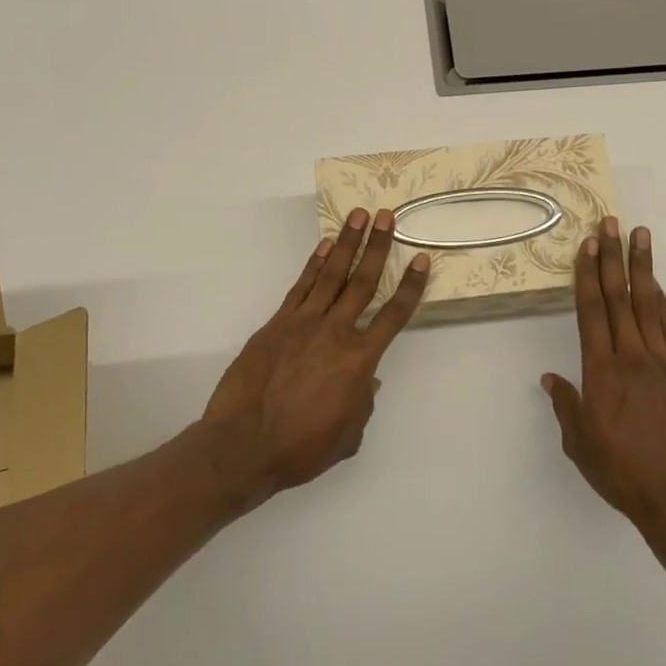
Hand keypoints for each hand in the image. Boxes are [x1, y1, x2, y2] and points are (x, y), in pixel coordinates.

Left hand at [202, 207, 429, 504]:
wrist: (243, 446)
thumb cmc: (300, 449)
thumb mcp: (346, 436)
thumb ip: (362, 404)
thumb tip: (366, 382)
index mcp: (360, 361)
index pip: (393, 315)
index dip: (410, 287)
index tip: (422, 261)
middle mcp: (336, 332)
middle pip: (363, 281)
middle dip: (378, 246)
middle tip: (387, 216)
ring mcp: (303, 323)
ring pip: (331, 275)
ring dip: (347, 243)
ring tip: (359, 216)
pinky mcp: (276, 324)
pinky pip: (300, 287)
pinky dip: (313, 264)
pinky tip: (324, 246)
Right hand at [543, 219, 665, 530]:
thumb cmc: (621, 473)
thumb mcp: (580, 445)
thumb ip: (567, 407)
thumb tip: (552, 379)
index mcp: (602, 372)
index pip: (592, 311)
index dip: (588, 274)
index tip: (588, 244)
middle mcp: (632, 358)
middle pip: (620, 298)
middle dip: (613, 258)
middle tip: (612, 223)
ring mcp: (664, 364)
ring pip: (650, 306)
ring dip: (643, 269)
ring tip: (641, 237)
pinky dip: (664, 305)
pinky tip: (659, 288)